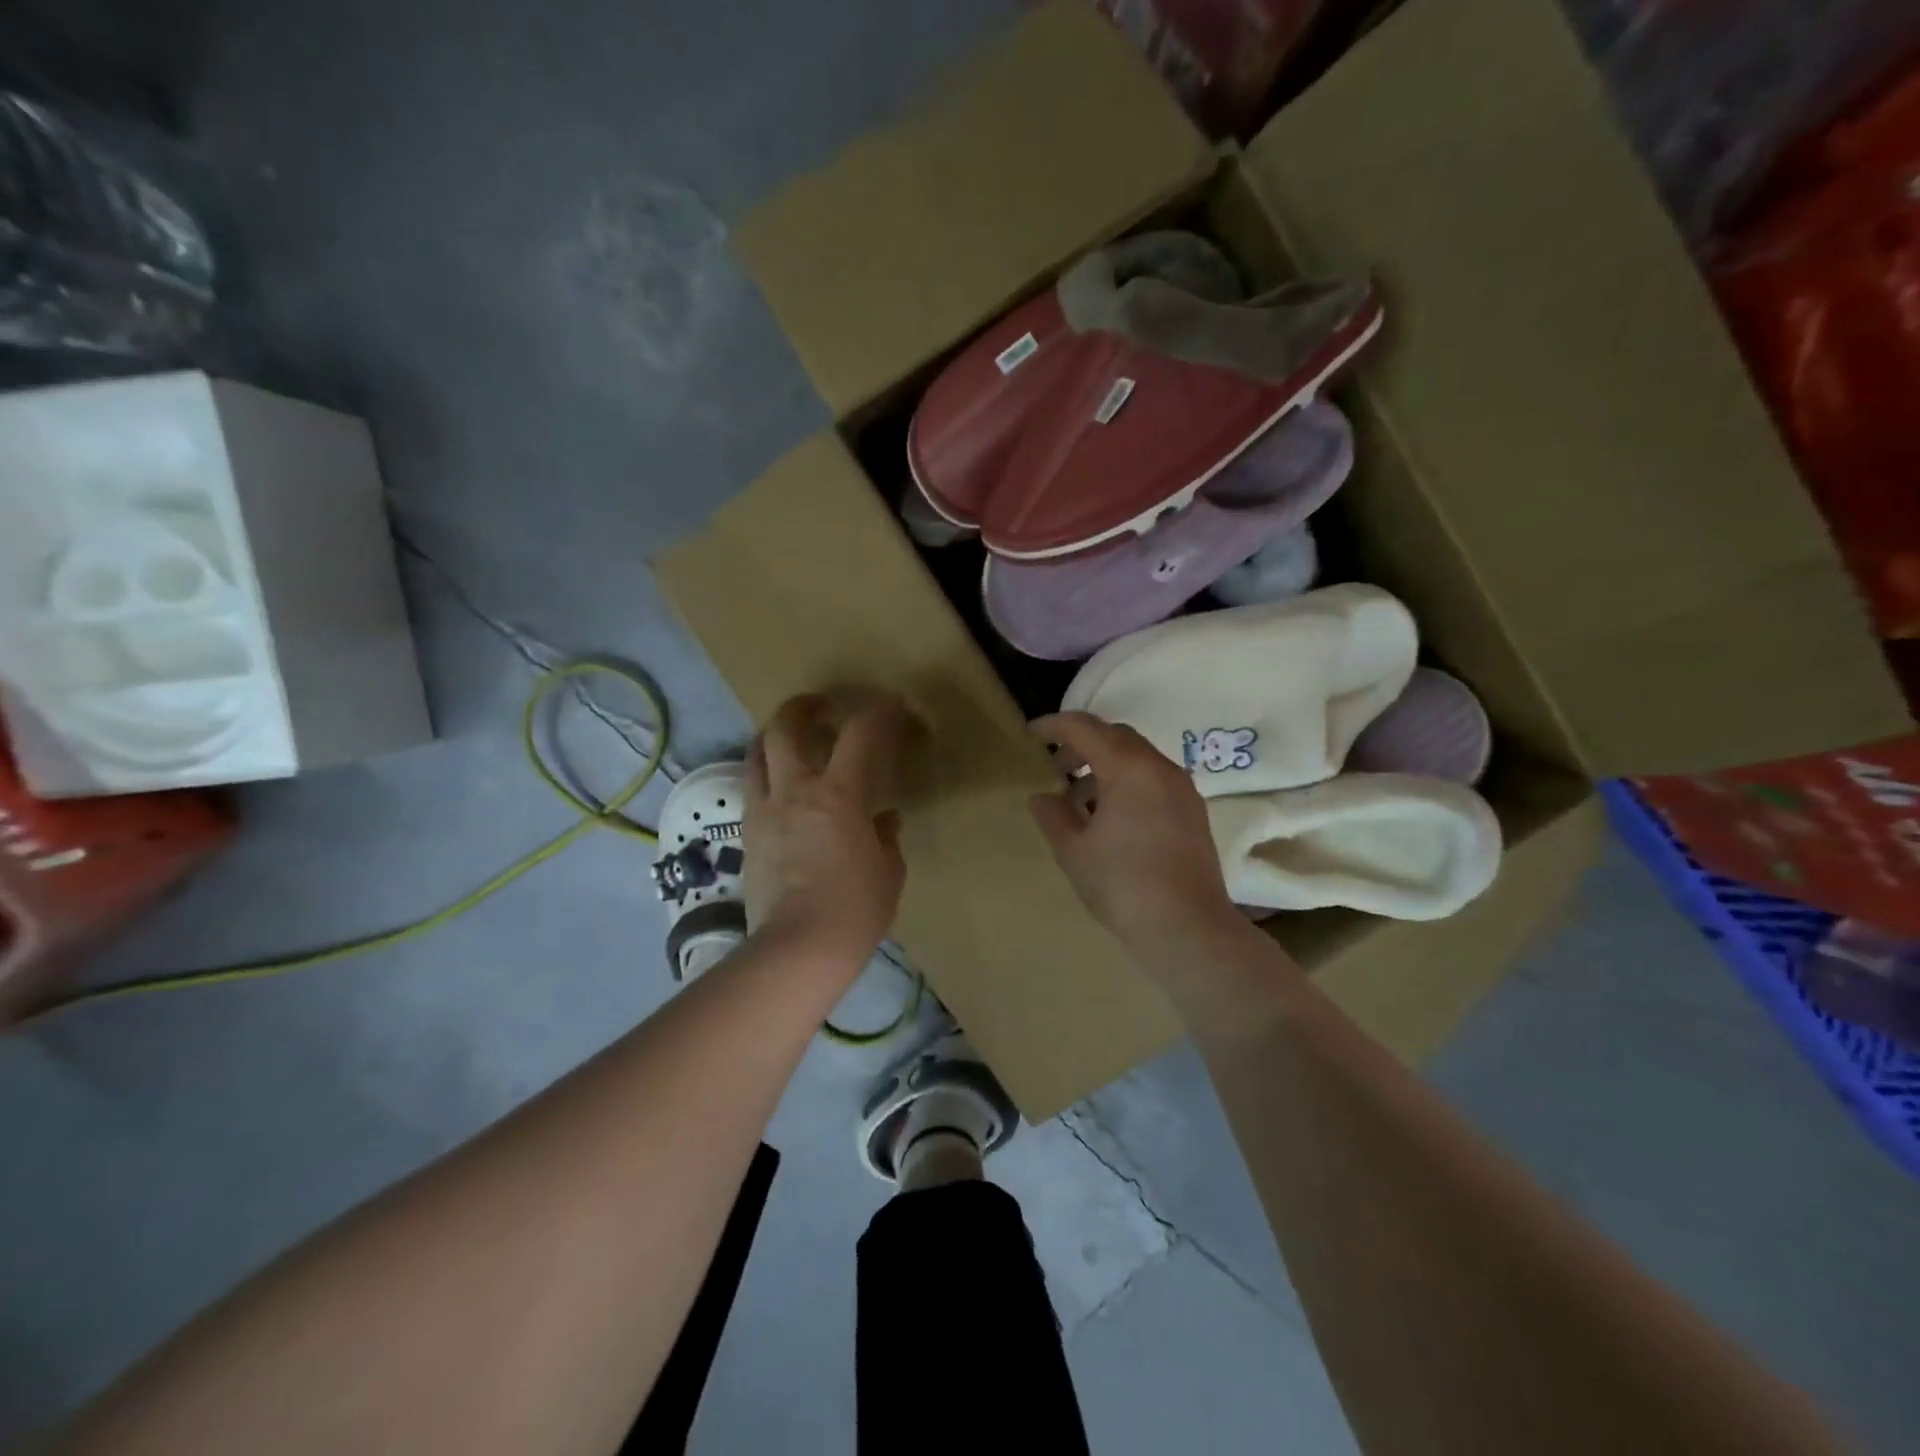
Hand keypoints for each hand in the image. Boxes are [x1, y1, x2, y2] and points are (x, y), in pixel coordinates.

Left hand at [744, 692, 908, 976]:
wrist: (797, 950)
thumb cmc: (854, 910)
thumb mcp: (887, 872)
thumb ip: (885, 837)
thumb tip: (883, 819)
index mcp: (839, 794)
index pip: (860, 733)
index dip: (878, 711)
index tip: (891, 706)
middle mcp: (795, 791)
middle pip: (786, 727)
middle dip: (804, 706)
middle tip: (821, 706)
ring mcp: (764, 811)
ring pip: (758, 753)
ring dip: (775, 736)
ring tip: (791, 740)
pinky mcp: (747, 834)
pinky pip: (753, 789)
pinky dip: (767, 775)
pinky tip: (782, 790)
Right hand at [1028, 712, 1242, 960]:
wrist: (1188, 929)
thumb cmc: (1122, 885)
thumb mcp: (1073, 851)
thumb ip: (1053, 815)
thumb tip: (1042, 796)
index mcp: (1128, 768)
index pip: (1084, 728)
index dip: (1053, 725)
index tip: (1030, 734)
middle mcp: (1160, 767)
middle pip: (1115, 736)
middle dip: (1082, 744)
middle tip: (1056, 768)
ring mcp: (1182, 789)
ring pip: (1137, 758)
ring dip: (1105, 766)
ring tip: (1079, 800)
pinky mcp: (1192, 812)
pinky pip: (1153, 779)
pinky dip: (1127, 783)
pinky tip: (1111, 818)